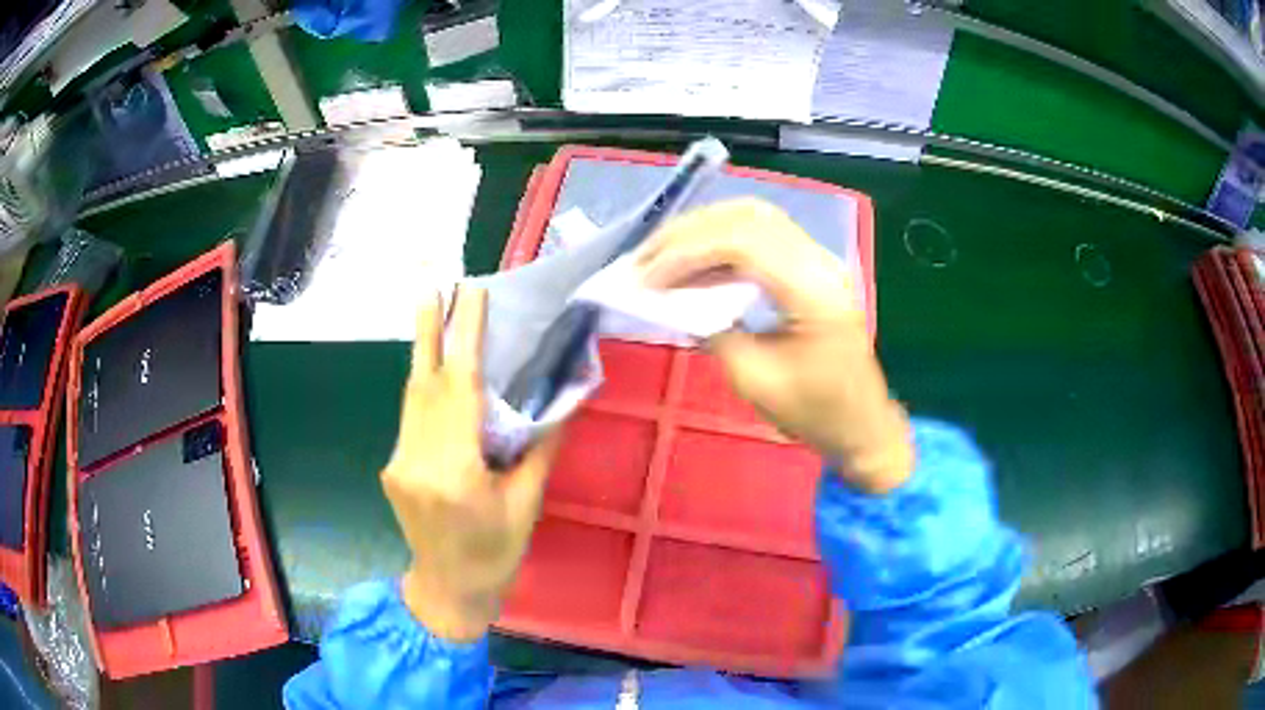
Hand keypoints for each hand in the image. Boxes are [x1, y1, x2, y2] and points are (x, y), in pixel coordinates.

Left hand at [382, 286, 559, 641]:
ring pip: (412, 397)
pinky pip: (411, 418)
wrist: (448, 590)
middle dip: (431, 328)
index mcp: (456, 473)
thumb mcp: (526, 505)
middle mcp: (418, 461)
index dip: (465, 336)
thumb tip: (561, 401)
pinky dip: (425, 388)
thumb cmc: (495, 555)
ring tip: (432, 308)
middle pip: (424, 383)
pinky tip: (437, 371)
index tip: (470, 293)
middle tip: (434, 281)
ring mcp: (399, 463)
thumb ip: (540, 449)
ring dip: (425, 353)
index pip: (460, 390)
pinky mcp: (393, 468)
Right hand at [637, 199, 912, 493]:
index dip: (688, 252)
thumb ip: (714, 333)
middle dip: (688, 231)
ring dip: (702, 230)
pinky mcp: (811, 266)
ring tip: (660, 254)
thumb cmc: (815, 413)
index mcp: (815, 290)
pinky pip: (761, 235)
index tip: (646, 277)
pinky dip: (721, 241)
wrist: (861, 424)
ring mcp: (819, 259)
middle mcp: (820, 261)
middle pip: (748, 217)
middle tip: (643, 257)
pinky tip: (694, 261)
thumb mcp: (755, 381)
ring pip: (754, 218)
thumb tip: (677, 301)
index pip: (744, 243)